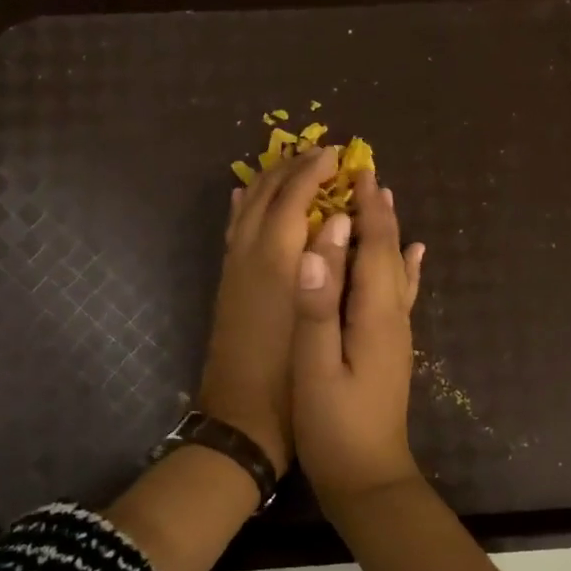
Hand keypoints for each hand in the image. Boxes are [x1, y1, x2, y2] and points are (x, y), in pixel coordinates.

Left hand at [196, 147, 339, 473]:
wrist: (242, 417)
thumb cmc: (293, 374)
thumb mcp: (321, 318)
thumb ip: (332, 266)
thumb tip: (343, 220)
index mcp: (276, 258)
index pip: (294, 196)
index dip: (315, 171)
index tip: (337, 154)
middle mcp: (250, 253)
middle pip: (267, 194)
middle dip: (292, 168)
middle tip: (317, 153)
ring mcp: (233, 268)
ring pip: (245, 207)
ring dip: (268, 181)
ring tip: (288, 165)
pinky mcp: (227, 283)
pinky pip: (232, 229)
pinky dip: (242, 206)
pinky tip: (244, 198)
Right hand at [291, 170, 425, 502]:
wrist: (368, 479)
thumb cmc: (335, 425)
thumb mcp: (316, 366)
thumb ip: (317, 306)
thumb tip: (317, 245)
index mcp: (375, 314)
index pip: (375, 247)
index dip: (367, 208)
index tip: (357, 169)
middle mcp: (393, 316)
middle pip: (389, 252)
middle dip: (378, 212)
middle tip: (364, 172)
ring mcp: (395, 333)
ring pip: (394, 268)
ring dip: (388, 232)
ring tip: (383, 200)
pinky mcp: (390, 347)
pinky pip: (399, 293)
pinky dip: (404, 267)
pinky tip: (413, 256)